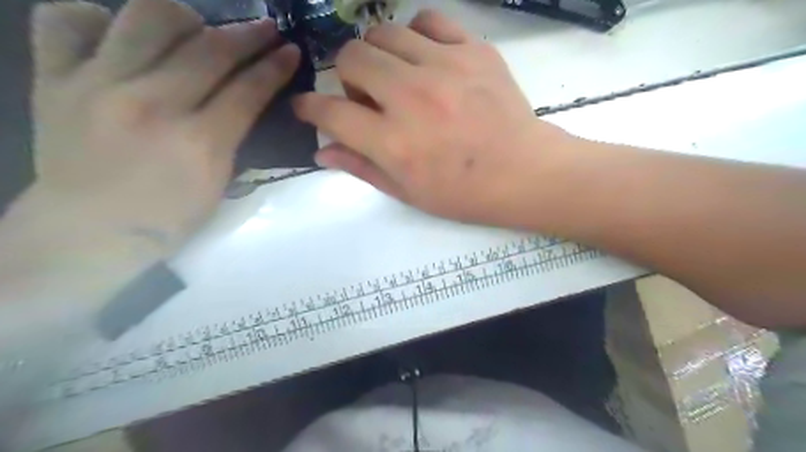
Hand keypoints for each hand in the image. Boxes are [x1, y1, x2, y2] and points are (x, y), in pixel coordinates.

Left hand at [28, 0, 299, 253]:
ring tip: (195, 27)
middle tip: (265, 28)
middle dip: (248, 34)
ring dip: (184, 16)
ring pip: (145, 18)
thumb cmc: (166, 218)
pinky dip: (96, 16)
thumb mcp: (218, 185)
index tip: (290, 50)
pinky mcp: (53, 79)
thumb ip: (231, 139)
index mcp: (199, 142)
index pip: (248, 90)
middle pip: (210, 50)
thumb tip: (241, 100)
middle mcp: (151, 104)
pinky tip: (118, 32)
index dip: (275, 67)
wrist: (88, 232)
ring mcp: (97, 85)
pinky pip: (65, 20)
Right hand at [294, 10, 574, 229]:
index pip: (330, 113)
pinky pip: (428, 20)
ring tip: (395, 76)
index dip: (310, 108)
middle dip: (347, 76)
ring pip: (383, 32)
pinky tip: (424, 57)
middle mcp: (411, 97)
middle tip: (366, 96)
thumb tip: (322, 152)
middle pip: (351, 57)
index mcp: (392, 142)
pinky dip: (416, 34)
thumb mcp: (408, 192)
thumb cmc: (463, 193)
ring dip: (378, 54)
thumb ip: (362, 168)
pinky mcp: (473, 50)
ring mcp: (444, 67)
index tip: (309, 107)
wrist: (523, 173)